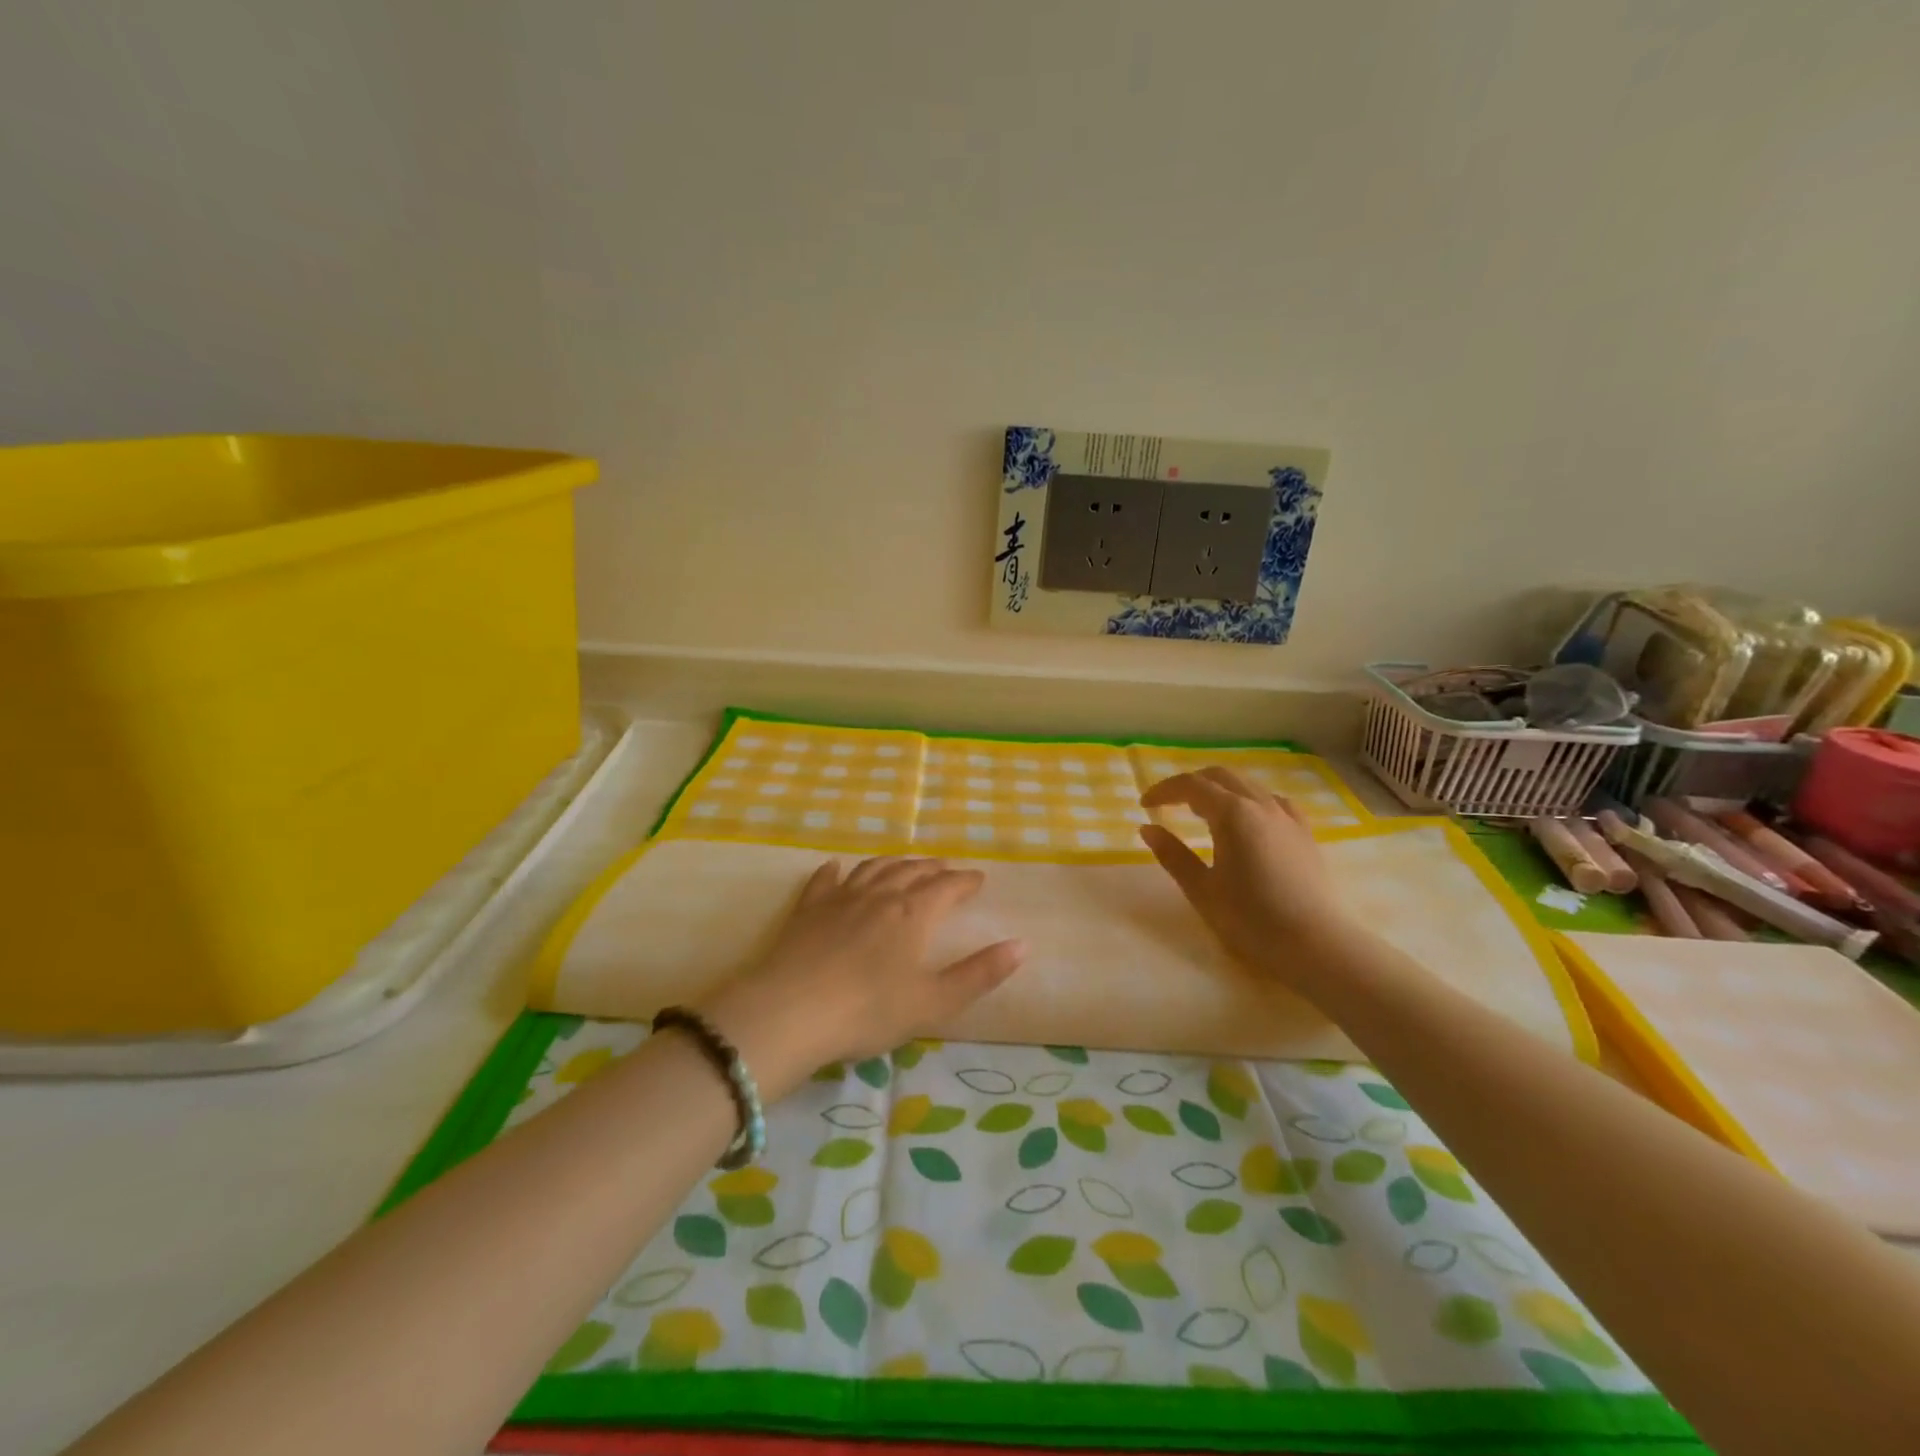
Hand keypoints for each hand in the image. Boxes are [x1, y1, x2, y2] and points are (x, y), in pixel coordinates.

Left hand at [697, 857, 1024, 1098]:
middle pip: (913, 871)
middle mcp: (880, 895)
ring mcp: (841, 898)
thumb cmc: (869, 1011)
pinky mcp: (808, 909)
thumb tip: (1022, 945)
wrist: (791, 1011)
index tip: (979, 879)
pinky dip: (836, 871)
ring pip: (874, 869)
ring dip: (895, 863)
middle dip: (934, 868)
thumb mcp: (934, 1002)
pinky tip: (836, 867)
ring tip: (906, 864)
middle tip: (947, 869)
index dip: (965, 881)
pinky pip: (826, 880)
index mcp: (914, 913)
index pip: (947, 887)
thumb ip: (980, 974)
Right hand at [1139, 768, 1354, 985]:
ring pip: (1249, 786)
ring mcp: (1288, 817)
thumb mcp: (1202, 890)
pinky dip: (1252, 801)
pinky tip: (1250, 820)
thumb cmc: (1251, 920)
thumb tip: (1148, 829)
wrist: (1317, 945)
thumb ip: (1173, 855)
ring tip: (1204, 811)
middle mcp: (1261, 805)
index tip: (1145, 805)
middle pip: (1221, 776)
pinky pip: (1274, 802)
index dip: (1164, 790)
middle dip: (1191, 783)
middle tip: (1169, 803)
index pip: (1191, 786)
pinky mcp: (1305, 834)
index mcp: (1232, 813)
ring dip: (1221, 789)